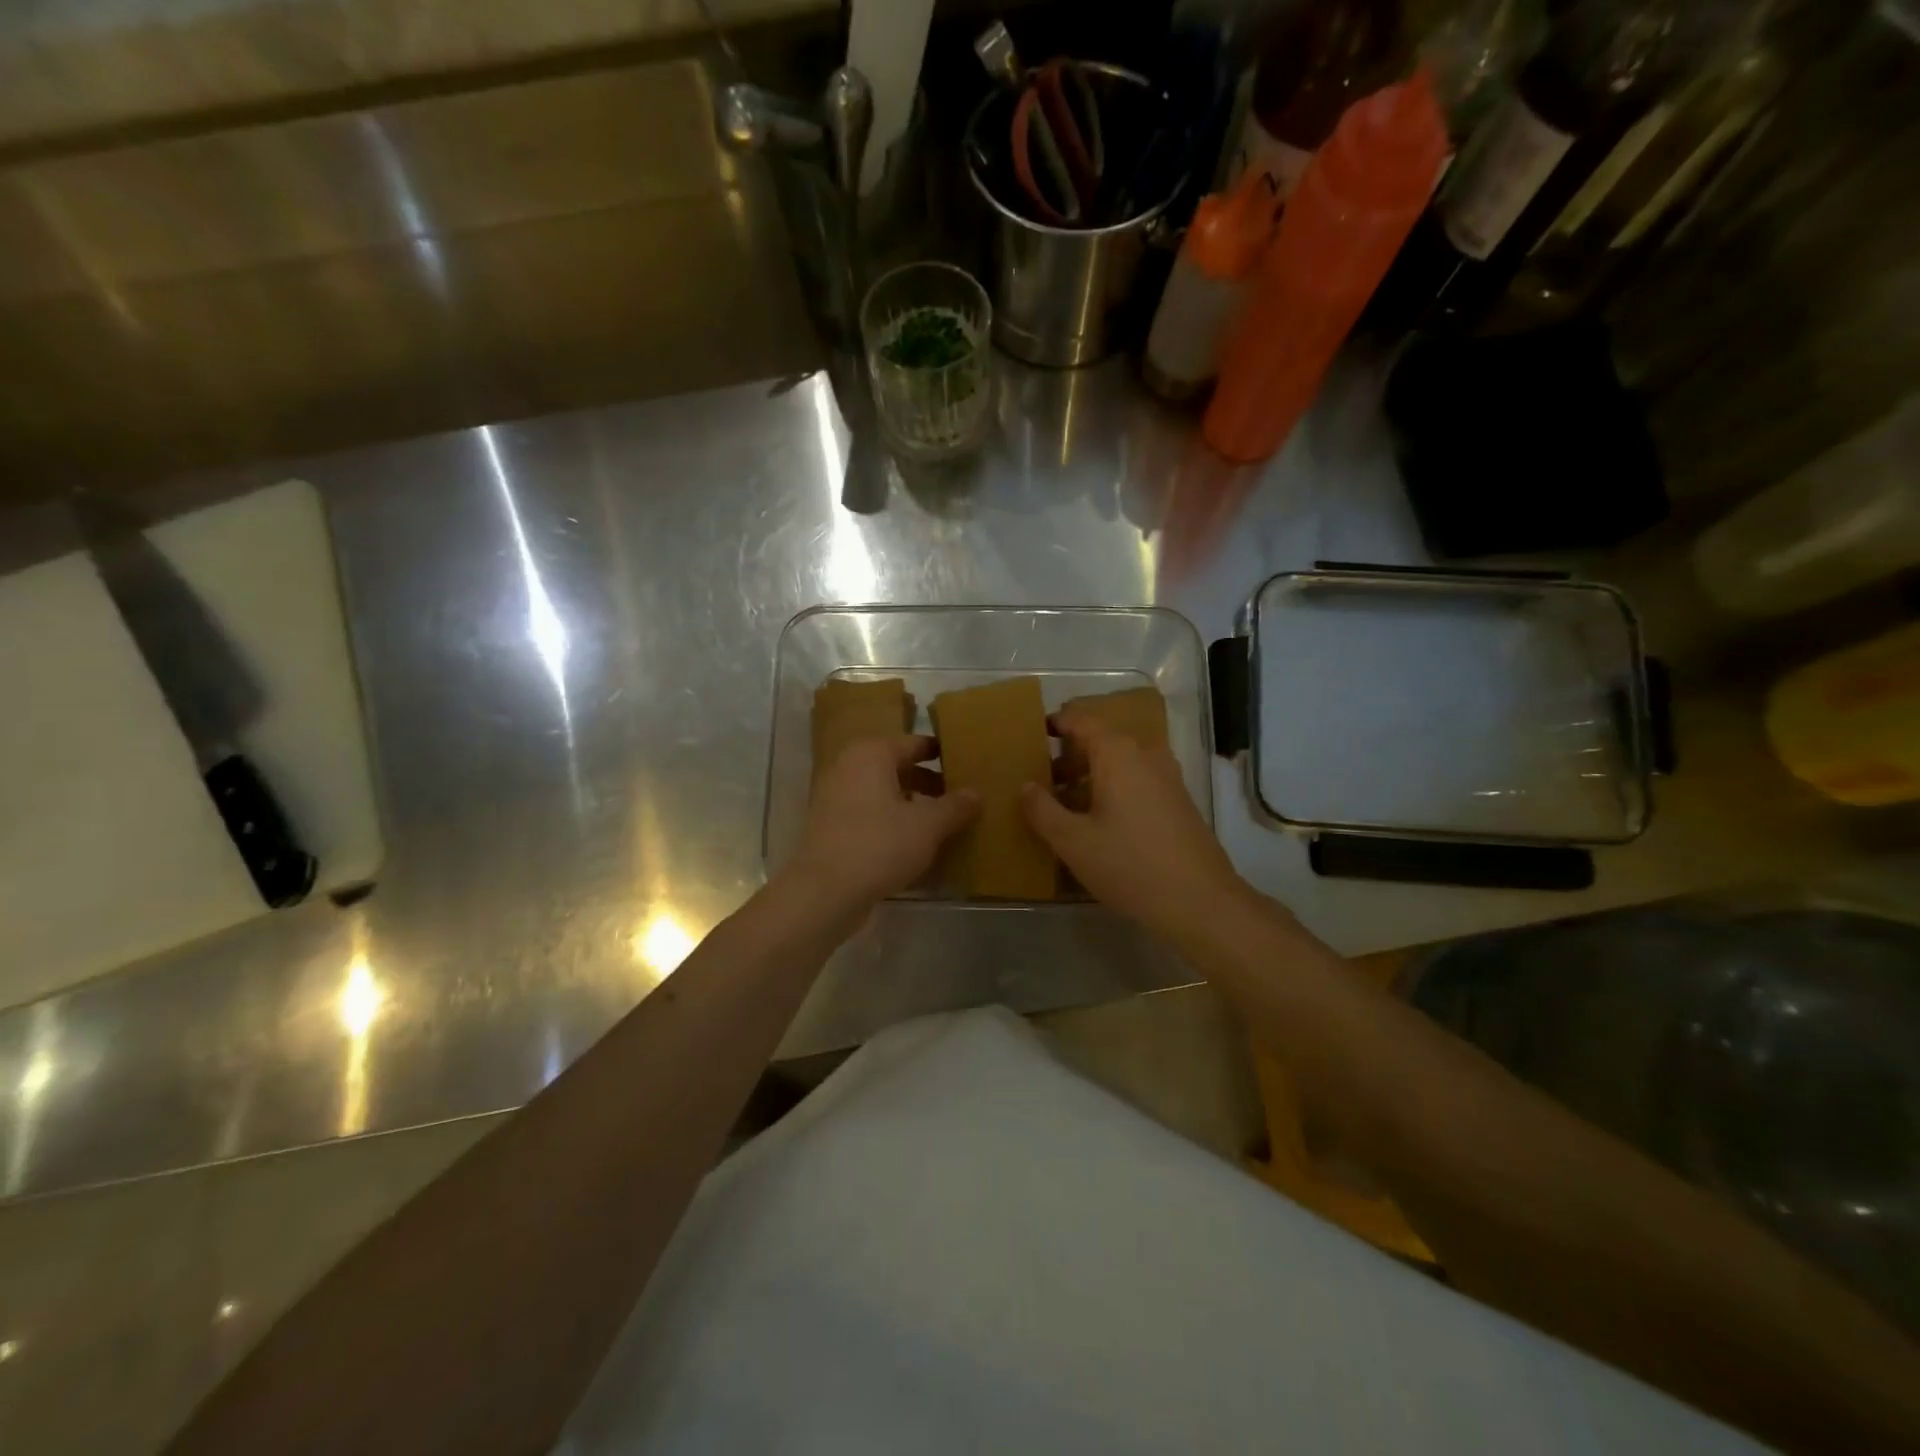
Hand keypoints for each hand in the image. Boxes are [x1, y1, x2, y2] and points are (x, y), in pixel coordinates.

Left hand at [787, 735, 977, 912]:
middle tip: (962, 798)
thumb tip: (976, 794)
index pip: (917, 743)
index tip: (969, 766)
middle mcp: (850, 766)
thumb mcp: (928, 826)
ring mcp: (836, 796)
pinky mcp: (831, 825)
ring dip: (913, 804)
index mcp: (872, 753)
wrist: (825, 891)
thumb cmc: (879, 845)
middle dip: (930, 782)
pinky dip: (893, 822)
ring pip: (884, 792)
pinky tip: (916, 844)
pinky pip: (871, 814)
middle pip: (899, 767)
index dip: (944, 754)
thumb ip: (955, 806)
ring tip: (945, 823)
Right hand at [1020, 706, 1249, 943]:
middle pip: (1099, 742)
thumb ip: (1042, 809)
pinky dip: (1111, 792)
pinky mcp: (1177, 802)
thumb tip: (1025, 786)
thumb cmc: (1129, 864)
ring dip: (1088, 779)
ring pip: (1118, 765)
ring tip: (1062, 808)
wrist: (1200, 901)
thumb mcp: (1072, 841)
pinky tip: (1096, 825)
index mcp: (1118, 753)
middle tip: (1039, 783)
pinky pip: (1135, 783)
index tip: (1031, 736)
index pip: (1080, 720)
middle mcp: (1145, 755)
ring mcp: (1166, 778)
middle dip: (1067, 759)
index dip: (1055, 724)